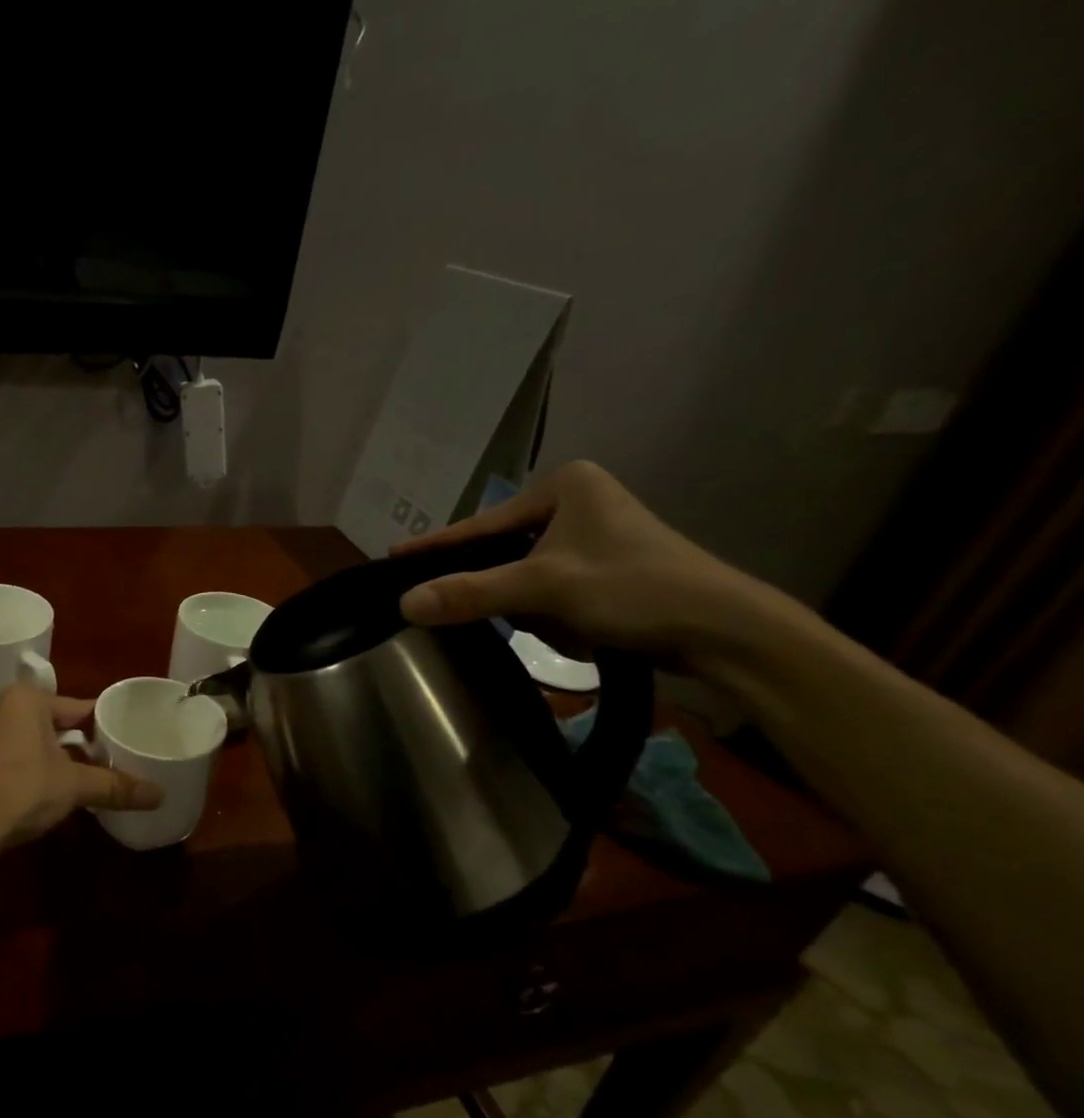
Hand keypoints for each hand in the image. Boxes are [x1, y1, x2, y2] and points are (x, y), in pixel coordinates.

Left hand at [0, 682, 162, 852]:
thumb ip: (115, 786)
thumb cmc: (21, 789)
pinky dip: (23, 774)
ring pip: (26, 744)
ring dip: (49, 760)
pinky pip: (5, 763)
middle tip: (106, 763)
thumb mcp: (74, 786)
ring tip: (76, 781)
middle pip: (51, 725)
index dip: (102, 724)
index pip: (77, 707)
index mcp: (26, 701)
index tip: (123, 738)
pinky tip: (35, 797)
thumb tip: (160, 795)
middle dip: (76, 744)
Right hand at [394, 460, 775, 670]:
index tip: (393, 558)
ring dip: (532, 608)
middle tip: (487, 610)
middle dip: (503, 589)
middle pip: (504, 552)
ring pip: (526, 576)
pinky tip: (576, 630)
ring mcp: (594, 537)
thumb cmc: (634, 589)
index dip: (437, 547)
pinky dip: (553, 614)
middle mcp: (578, 502)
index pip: (482, 524)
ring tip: (564, 625)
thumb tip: (404, 604)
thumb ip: (470, 593)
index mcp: (565, 486)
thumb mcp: (544, 588)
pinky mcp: (606, 570)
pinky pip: (551, 590)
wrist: (724, 631)